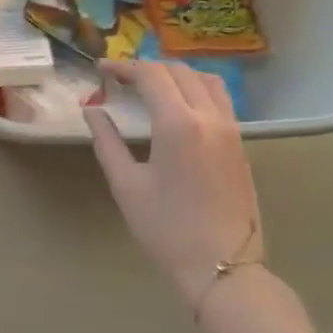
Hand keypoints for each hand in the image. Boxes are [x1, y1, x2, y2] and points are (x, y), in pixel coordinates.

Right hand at [84, 61, 263, 307]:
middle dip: (148, 68)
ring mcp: (231, 130)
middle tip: (120, 78)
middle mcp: (210, 117)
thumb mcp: (126, 184)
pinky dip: (195, 89)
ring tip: (151, 86)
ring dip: (176, 74)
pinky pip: (220, 100)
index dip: (124, 67)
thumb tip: (92, 111)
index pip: (152, 75)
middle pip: (180, 72)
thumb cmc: (165, 228)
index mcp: (178, 124)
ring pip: (207, 81)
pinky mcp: (240, 144)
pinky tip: (177, 108)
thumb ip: (107, 141)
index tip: (101, 69)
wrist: (221, 265)